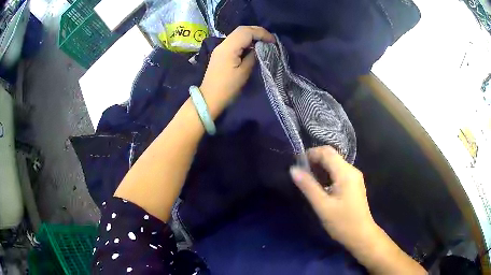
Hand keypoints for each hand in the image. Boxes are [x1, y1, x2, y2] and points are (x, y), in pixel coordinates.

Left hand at [200, 26, 274, 116]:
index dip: (262, 33)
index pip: (246, 32)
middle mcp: (223, 44)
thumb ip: (252, 56)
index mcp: (228, 47)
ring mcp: (221, 48)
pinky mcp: (221, 53)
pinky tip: (252, 47)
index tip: (273, 41)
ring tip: (264, 43)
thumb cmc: (228, 88)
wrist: (210, 98)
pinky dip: (245, 41)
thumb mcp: (244, 72)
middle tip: (270, 40)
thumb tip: (259, 48)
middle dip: (257, 32)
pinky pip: (235, 41)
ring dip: (252, 35)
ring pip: (238, 34)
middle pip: (241, 30)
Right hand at [290, 146, 377, 249]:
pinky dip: (327, 175)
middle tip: (300, 174)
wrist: (361, 235)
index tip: (297, 164)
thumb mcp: (322, 206)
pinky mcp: (354, 184)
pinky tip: (320, 187)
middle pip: (331, 156)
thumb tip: (293, 169)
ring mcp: (354, 177)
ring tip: (307, 180)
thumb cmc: (342, 222)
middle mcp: (352, 170)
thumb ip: (308, 186)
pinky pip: (339, 173)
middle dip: (315, 161)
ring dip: (320, 168)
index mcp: (345, 173)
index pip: (327, 152)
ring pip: (335, 164)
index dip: (311, 153)